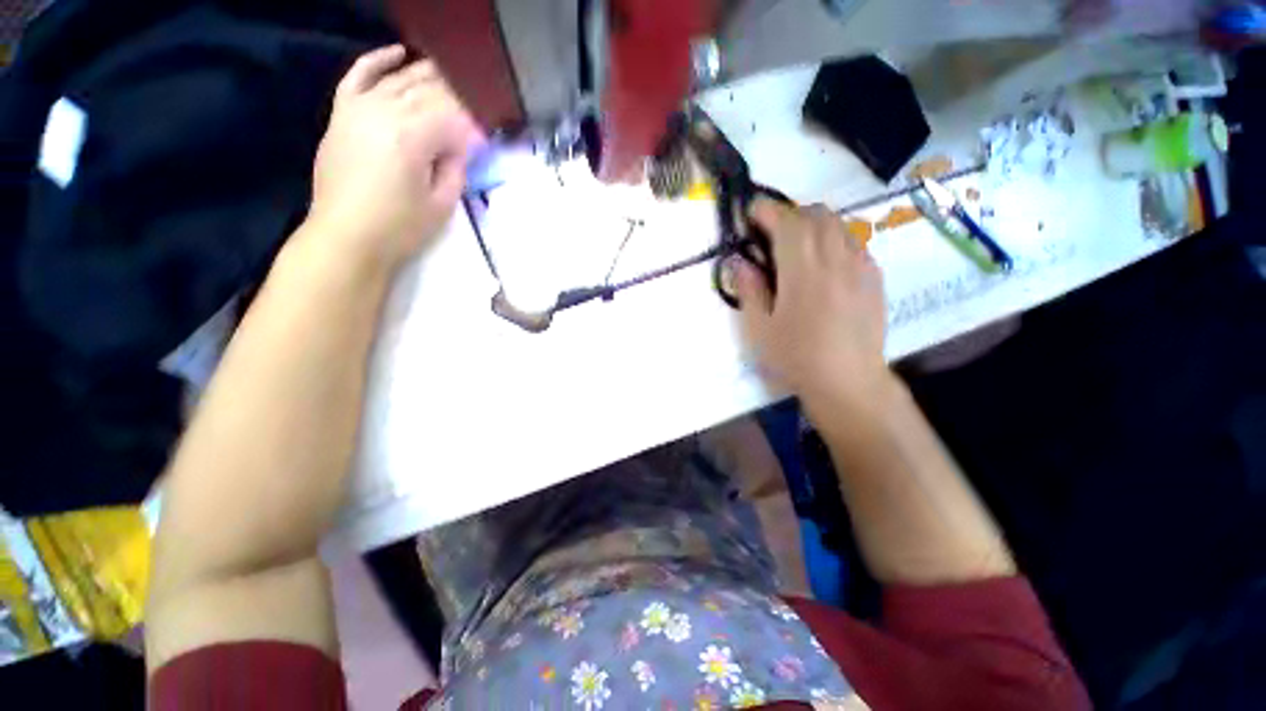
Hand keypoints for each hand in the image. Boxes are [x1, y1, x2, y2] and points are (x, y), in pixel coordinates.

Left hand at [309, 45, 482, 271]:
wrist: (346, 236)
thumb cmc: (400, 227)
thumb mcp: (443, 204)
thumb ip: (456, 167)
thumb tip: (462, 144)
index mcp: (413, 136)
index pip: (453, 116)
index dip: (475, 123)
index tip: (488, 134)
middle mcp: (385, 111)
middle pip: (428, 90)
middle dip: (456, 95)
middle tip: (476, 104)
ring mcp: (359, 108)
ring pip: (400, 79)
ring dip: (428, 76)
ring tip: (451, 77)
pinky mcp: (343, 113)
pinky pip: (359, 76)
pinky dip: (379, 61)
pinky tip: (399, 53)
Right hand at [733, 200, 890, 413]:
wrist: (848, 381)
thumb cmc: (796, 357)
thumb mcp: (760, 329)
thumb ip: (749, 290)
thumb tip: (740, 261)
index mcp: (802, 271)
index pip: (786, 222)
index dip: (767, 211)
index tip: (751, 213)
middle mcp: (834, 258)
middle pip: (815, 215)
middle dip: (790, 214)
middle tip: (772, 233)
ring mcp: (859, 266)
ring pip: (838, 224)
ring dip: (813, 223)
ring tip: (798, 245)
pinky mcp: (874, 278)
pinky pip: (854, 242)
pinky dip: (834, 239)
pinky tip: (825, 262)